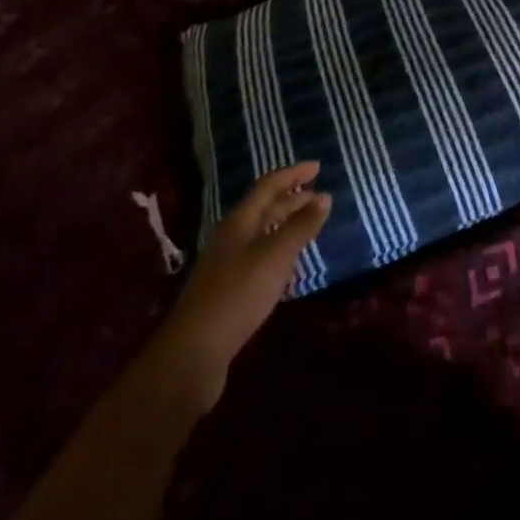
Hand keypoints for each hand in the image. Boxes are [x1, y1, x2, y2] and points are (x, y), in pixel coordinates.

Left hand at [150, 162, 330, 408]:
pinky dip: (280, 251)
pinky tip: (291, 265)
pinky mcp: (229, 290)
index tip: (318, 167)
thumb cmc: (238, 293)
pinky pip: (260, 258)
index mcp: (240, 221)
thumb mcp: (276, 256)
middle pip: (265, 208)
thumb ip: (301, 226)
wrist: (194, 352)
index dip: (293, 174)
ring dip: (287, 225)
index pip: (269, 185)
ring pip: (263, 234)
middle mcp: (232, 237)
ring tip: (311, 225)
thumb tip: (324, 197)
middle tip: (321, 197)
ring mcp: (228, 264)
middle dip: (293, 199)